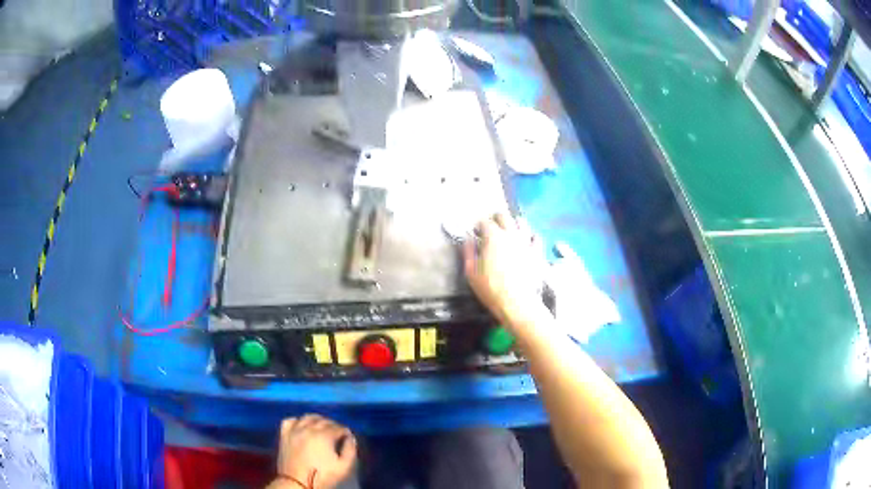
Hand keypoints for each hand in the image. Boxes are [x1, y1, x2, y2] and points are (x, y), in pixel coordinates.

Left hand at [271, 415, 356, 488]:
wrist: (297, 483)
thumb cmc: (322, 476)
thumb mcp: (343, 467)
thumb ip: (350, 450)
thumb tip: (350, 438)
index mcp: (324, 435)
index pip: (338, 427)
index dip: (345, 431)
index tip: (347, 437)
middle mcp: (308, 428)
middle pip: (324, 420)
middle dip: (333, 425)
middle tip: (337, 433)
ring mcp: (294, 431)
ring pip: (307, 417)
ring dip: (316, 420)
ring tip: (321, 427)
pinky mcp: (284, 436)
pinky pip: (290, 421)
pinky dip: (297, 421)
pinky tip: (301, 426)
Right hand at [464, 213, 548, 330]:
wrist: (517, 302)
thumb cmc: (490, 288)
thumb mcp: (471, 272)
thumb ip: (468, 251)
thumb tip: (467, 239)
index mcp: (493, 237)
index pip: (484, 221)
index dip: (478, 225)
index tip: (475, 233)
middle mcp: (511, 234)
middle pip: (504, 216)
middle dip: (495, 219)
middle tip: (491, 228)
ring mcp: (526, 241)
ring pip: (522, 222)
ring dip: (513, 224)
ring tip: (508, 232)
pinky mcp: (537, 251)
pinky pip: (536, 237)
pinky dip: (530, 236)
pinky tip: (526, 242)